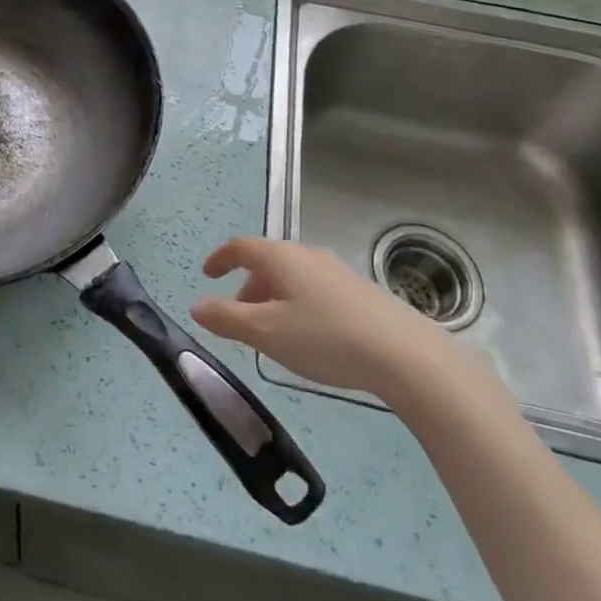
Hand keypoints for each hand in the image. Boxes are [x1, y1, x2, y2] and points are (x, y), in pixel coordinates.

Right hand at [192, 237, 497, 415]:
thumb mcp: (267, 332)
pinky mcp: (359, 292)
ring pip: (292, 278)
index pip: (241, 247)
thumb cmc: (325, 338)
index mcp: (281, 258)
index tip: (207, 274)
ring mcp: (336, 272)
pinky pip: (314, 290)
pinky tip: (307, 337)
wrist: (404, 354)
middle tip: (237, 318)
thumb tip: (197, 305)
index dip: (220, 258)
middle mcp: (307, 255)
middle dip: (247, 287)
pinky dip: (297, 305)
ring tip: (271, 334)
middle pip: (267, 263)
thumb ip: (227, 319)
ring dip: (272, 299)